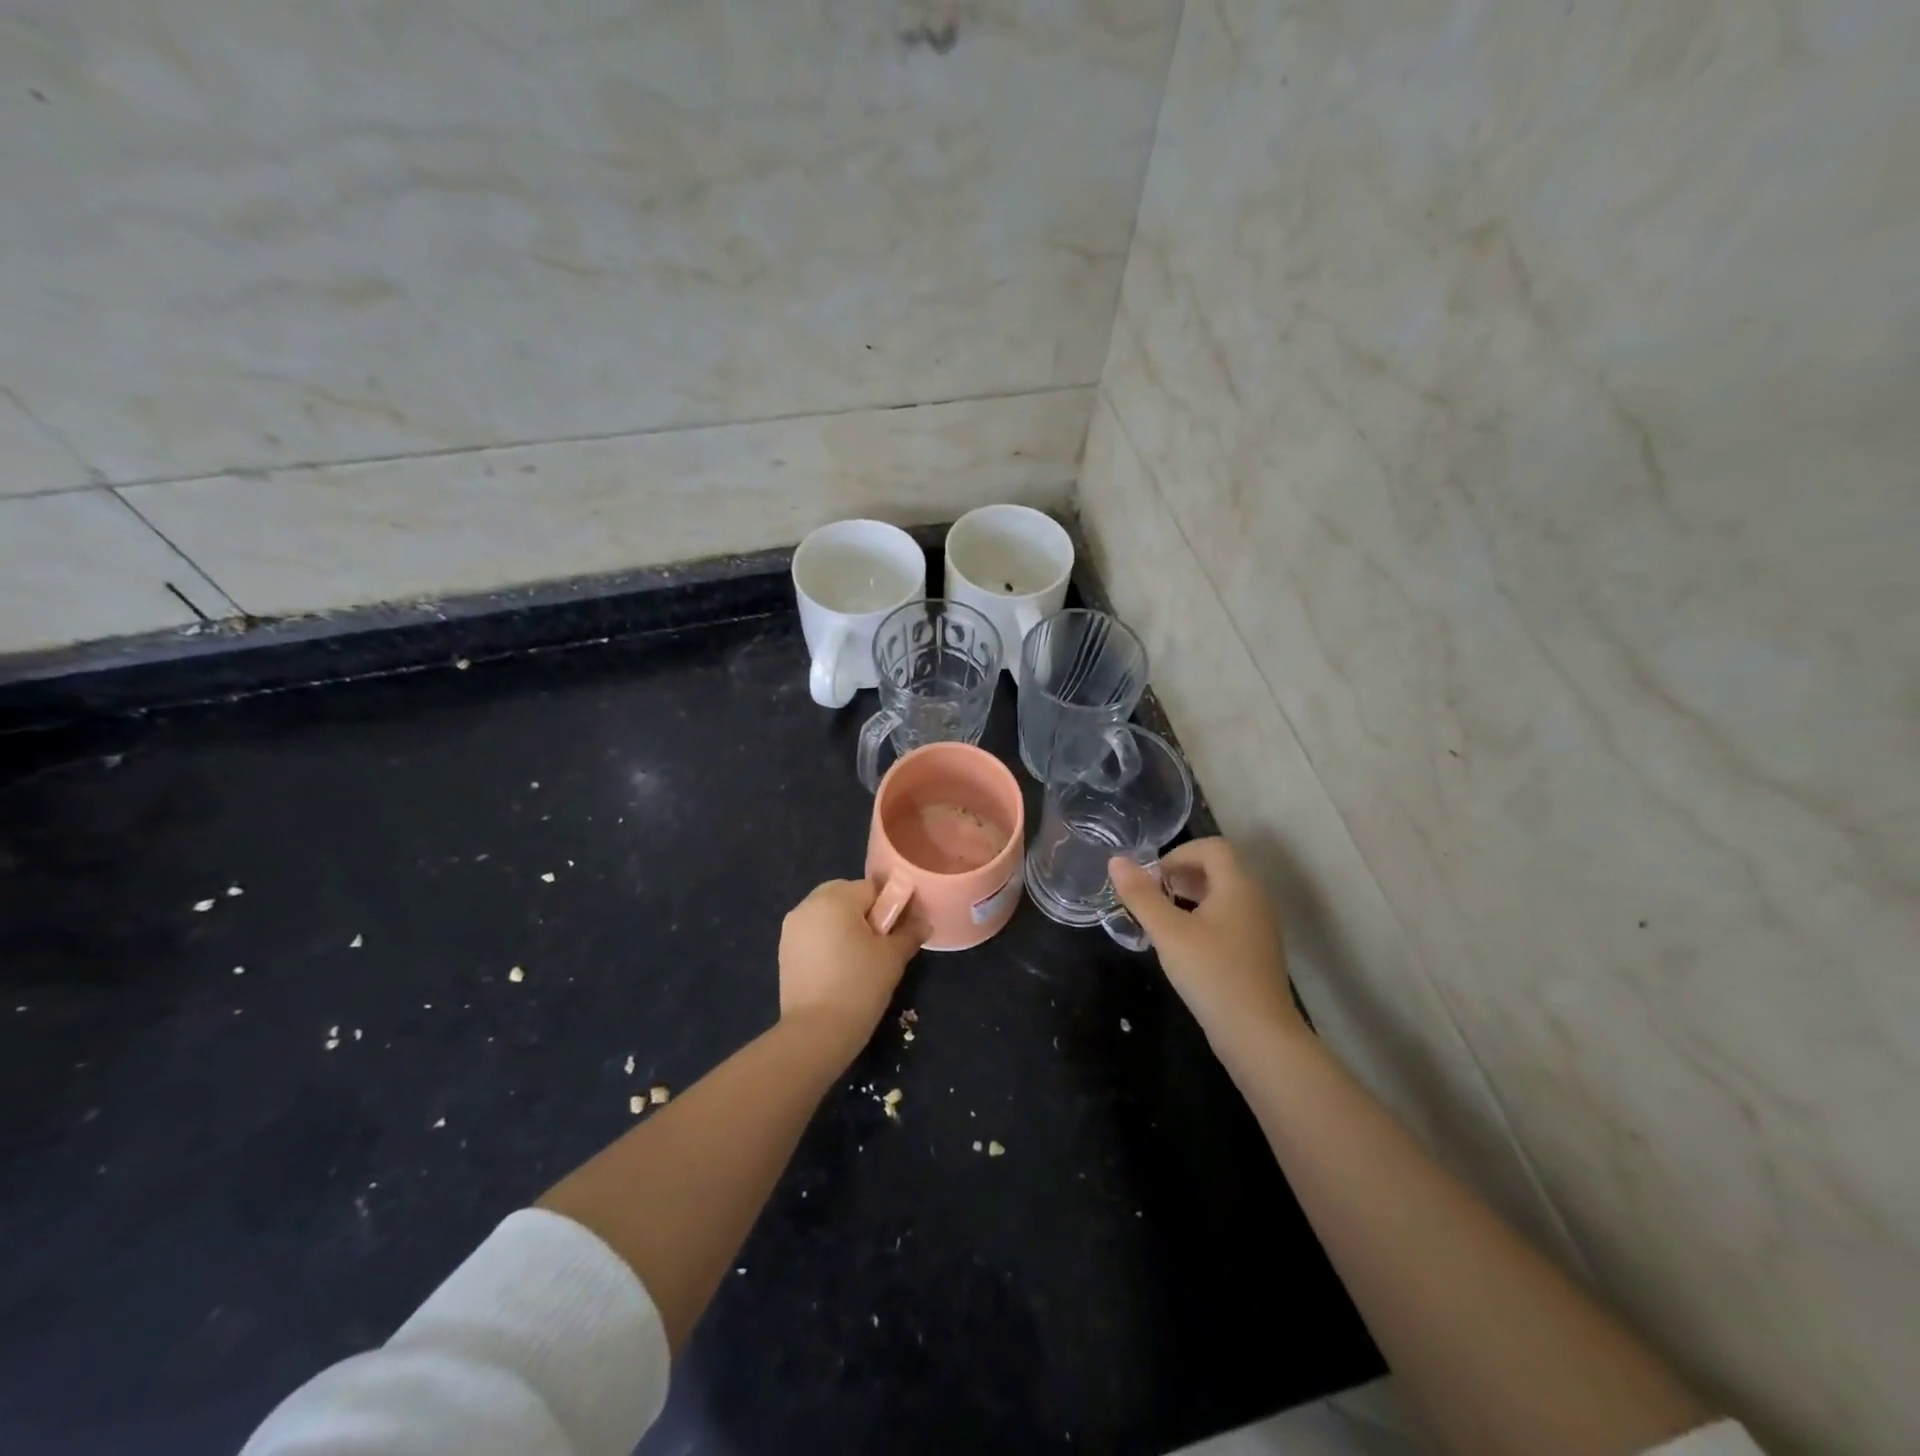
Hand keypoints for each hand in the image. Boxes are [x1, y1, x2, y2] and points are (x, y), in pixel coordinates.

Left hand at [778, 879, 924, 1050]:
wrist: (816, 1032)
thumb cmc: (859, 986)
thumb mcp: (893, 957)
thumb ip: (909, 933)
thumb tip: (924, 923)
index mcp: (836, 898)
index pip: (872, 888)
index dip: (890, 906)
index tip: (897, 930)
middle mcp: (809, 904)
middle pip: (846, 894)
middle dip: (864, 911)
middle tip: (878, 943)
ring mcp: (792, 927)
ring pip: (827, 912)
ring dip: (844, 924)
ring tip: (859, 957)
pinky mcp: (785, 949)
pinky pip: (813, 931)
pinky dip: (827, 939)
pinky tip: (839, 967)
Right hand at [1109, 839, 1305, 1052]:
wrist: (1258, 1035)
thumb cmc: (1212, 974)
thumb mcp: (1168, 933)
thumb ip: (1141, 895)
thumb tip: (1116, 860)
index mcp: (1239, 885)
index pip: (1212, 847)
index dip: (1178, 854)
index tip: (1152, 879)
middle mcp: (1255, 898)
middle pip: (1218, 867)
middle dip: (1181, 873)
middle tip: (1152, 896)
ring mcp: (1259, 926)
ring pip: (1223, 893)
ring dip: (1190, 895)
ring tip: (1162, 917)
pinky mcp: (1256, 950)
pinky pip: (1228, 916)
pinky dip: (1203, 917)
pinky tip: (1183, 943)